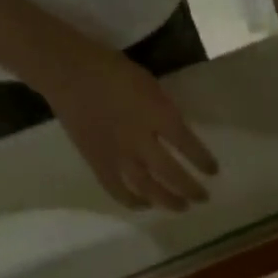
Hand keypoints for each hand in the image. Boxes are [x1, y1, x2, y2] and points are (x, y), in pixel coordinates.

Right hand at [31, 37, 217, 211]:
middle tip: (204, 198)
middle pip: (172, 174)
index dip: (203, 161)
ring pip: (148, 188)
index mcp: (155, 114)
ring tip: (183, 208)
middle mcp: (139, 140)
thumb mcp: (149, 84)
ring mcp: (117, 155)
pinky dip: (133, 202)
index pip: (188, 145)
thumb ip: (165, 112)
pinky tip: (145, 205)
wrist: (64, 69)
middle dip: (191, 189)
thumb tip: (180, 136)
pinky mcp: (97, 162)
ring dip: (168, 201)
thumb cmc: (110, 70)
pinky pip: (117, 190)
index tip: (213, 171)